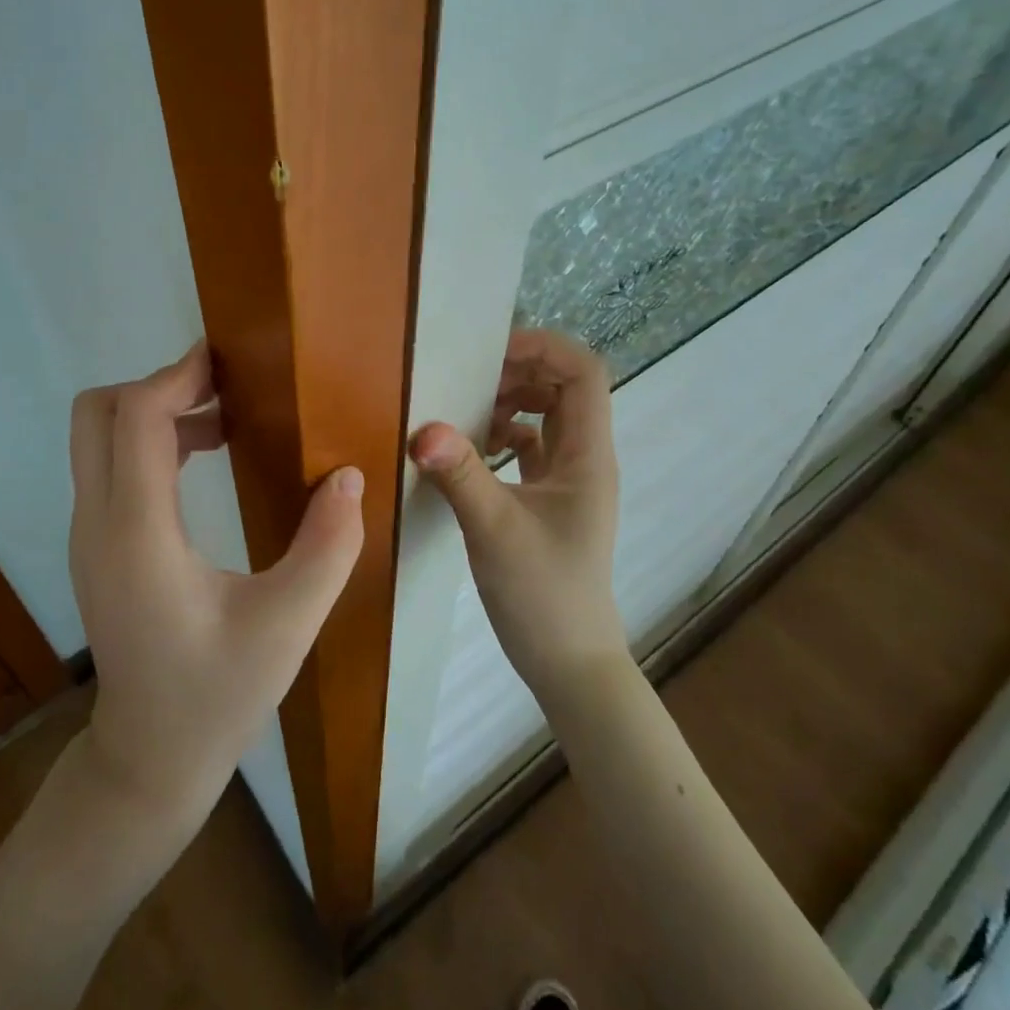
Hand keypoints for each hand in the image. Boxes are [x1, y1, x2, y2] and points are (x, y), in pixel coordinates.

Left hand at [68, 342, 364, 834]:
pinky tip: (205, 457)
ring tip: (227, 418)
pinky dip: (151, 441)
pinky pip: (111, 465)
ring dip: (156, 411)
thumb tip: (349, 476)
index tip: (228, 363)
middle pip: (97, 413)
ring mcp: (90, 535)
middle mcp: (98, 524)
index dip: (177, 377)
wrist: (148, 761)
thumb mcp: (288, 625)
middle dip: (158, 385)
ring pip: (100, 436)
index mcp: (138, 536)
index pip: (135, 420)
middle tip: (226, 387)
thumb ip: (327, 547)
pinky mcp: (97, 546)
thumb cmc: (218, 696)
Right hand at [408, 328, 623, 703]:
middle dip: (518, 370)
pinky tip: (471, 449)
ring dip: (509, 401)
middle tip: (466, 378)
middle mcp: (584, 457)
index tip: (490, 354)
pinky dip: (503, 434)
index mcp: (587, 454)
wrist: (568, 661)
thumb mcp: (495, 530)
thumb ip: (461, 474)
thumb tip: (422, 427)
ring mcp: (568, 478)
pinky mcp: (549, 498)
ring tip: (464, 410)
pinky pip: (530, 445)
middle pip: (563, 386)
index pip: (583, 372)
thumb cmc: (543, 594)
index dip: (543, 348)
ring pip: (546, 414)